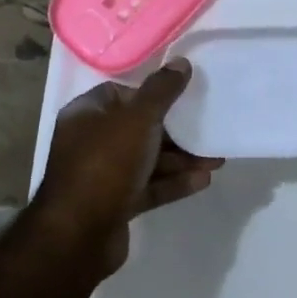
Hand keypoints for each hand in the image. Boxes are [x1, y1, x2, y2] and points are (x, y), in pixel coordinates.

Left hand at [33, 57, 222, 272]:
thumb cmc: (105, 164)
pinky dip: (173, 182)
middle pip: (138, 128)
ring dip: (181, 158)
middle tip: (208, 127)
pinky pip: (149, 186)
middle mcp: (90, 142)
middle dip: (175, 130)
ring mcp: (102, 176)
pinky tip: (203, 180)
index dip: (151, 92)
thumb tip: (181, 62)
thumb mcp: (137, 119)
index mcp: (86, 115)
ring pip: (147, 159)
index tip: (182, 95)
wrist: (79, 235)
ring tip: (217, 158)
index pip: (120, 93)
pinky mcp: (115, 204)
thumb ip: (161, 91)